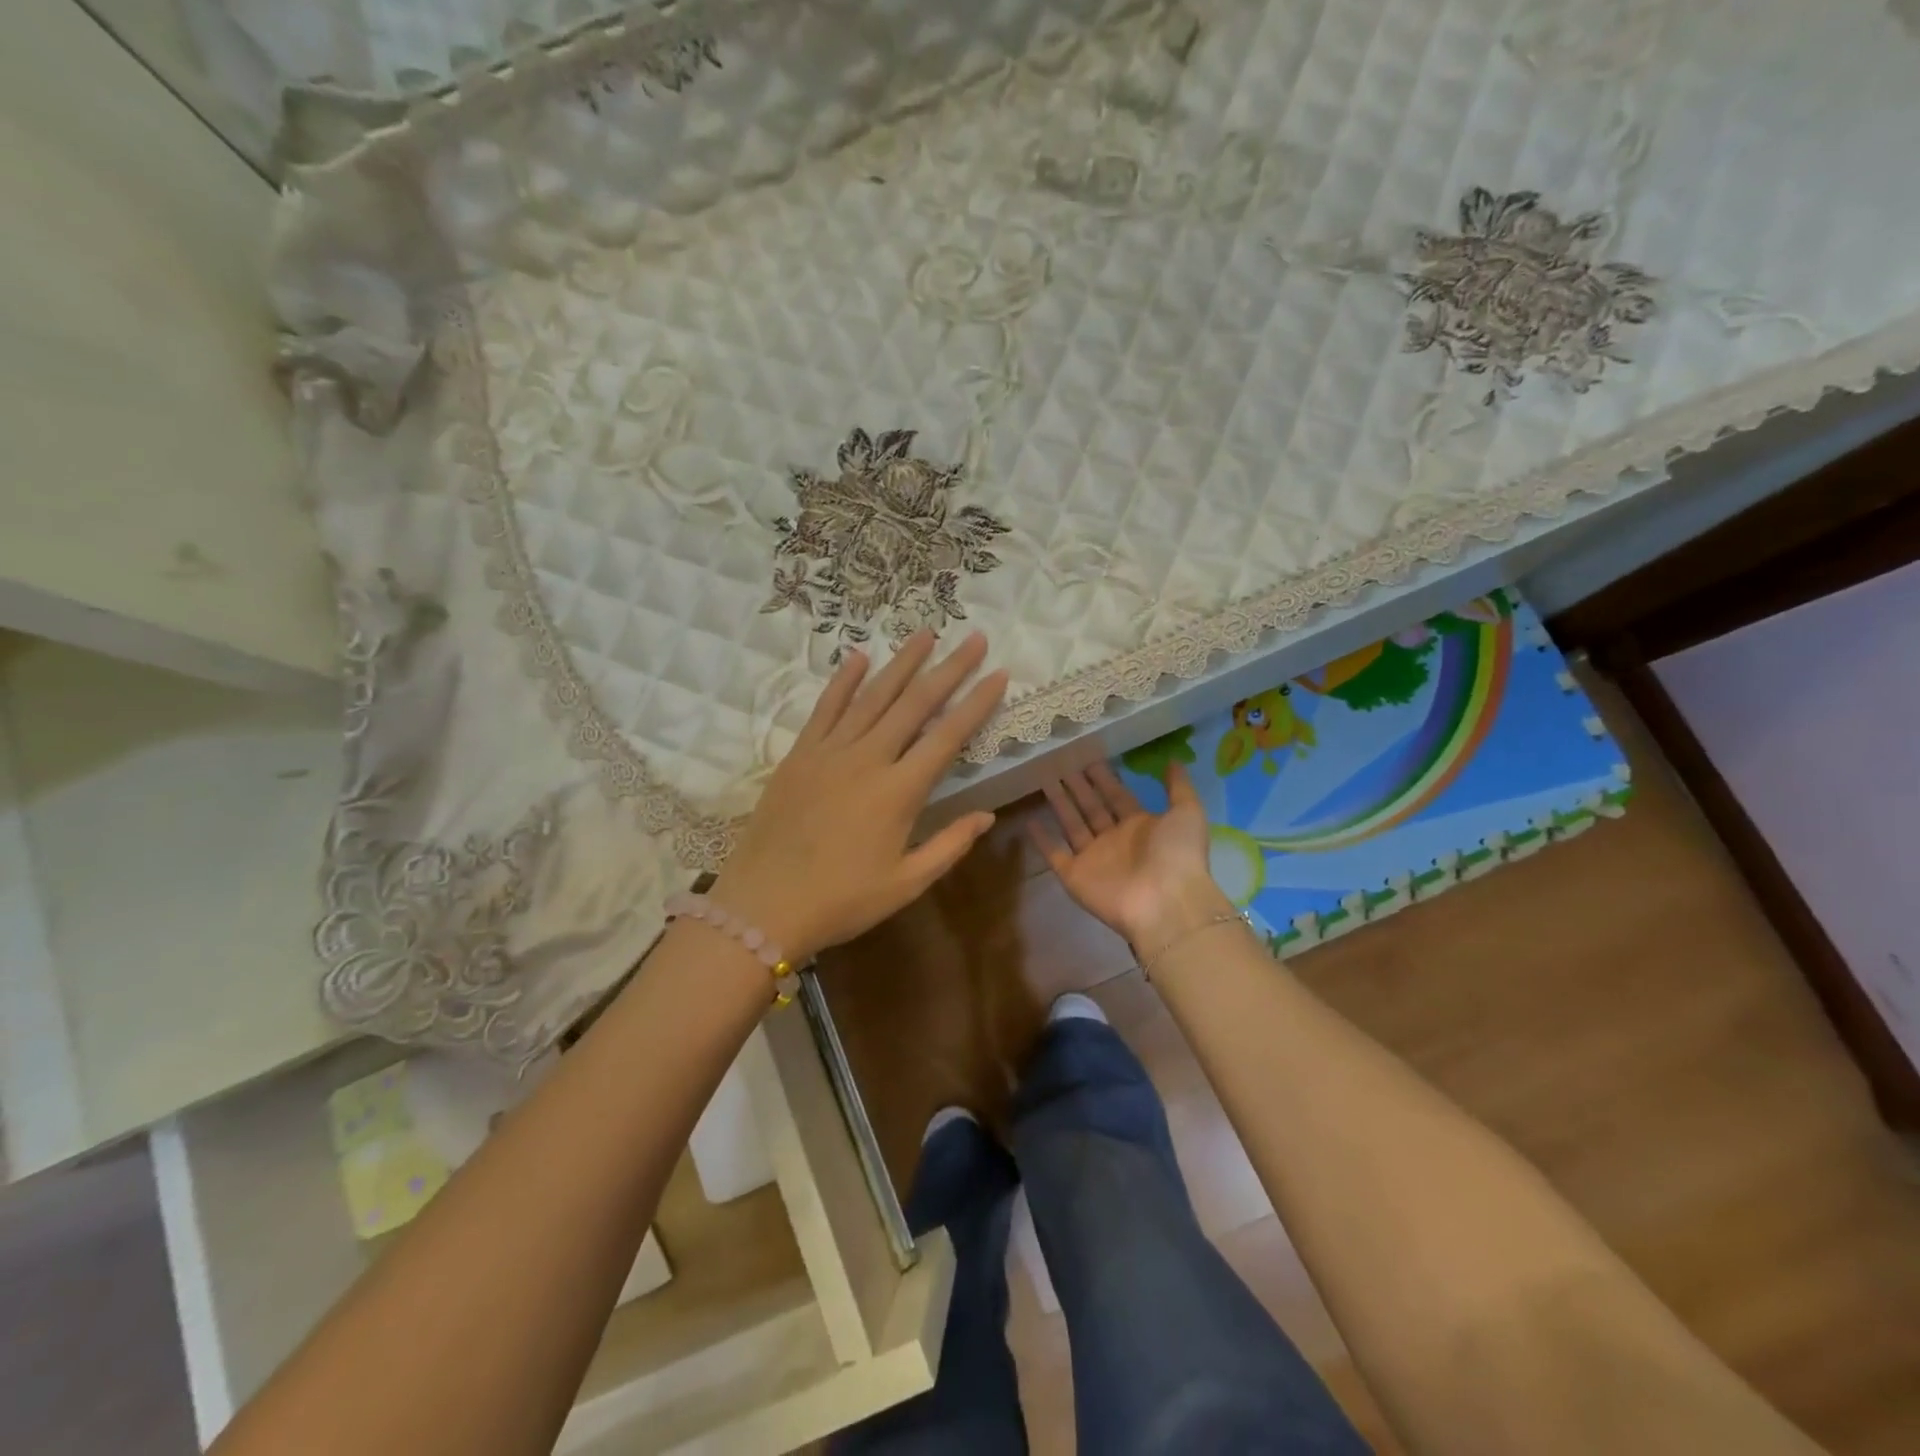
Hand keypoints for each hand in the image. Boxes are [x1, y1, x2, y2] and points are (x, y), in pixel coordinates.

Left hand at [710, 631, 1007, 961]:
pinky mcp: (799, 754)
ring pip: (872, 696)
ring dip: (901, 663)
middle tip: (973, 638)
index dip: (976, 703)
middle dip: (948, 668)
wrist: (763, 905)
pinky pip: (825, 708)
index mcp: (899, 792)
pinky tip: (859, 657)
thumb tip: (987, 815)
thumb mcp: (906, 883)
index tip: (999, 674)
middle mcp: (867, 759)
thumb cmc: (841, 900)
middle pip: (914, 703)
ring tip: (925, 633)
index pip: (947, 736)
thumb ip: (950, 845)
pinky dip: (843, 680)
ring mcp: (829, 752)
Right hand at [1029, 761, 1233, 954]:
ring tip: (1043, 779)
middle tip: (1060, 762)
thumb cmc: (1177, 855)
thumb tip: (1173, 760)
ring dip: (1059, 804)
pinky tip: (1029, 820)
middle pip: (1092, 807)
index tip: (1088, 756)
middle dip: (1078, 786)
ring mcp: (1093, 858)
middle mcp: (1115, 840)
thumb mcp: (1187, 813)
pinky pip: (1054, 854)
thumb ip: (1178, 787)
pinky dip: (1042, 840)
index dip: (1104, 778)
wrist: (1166, 904)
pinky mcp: (1074, 875)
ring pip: (1071, 825)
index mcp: (1141, 826)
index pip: (1117, 796)